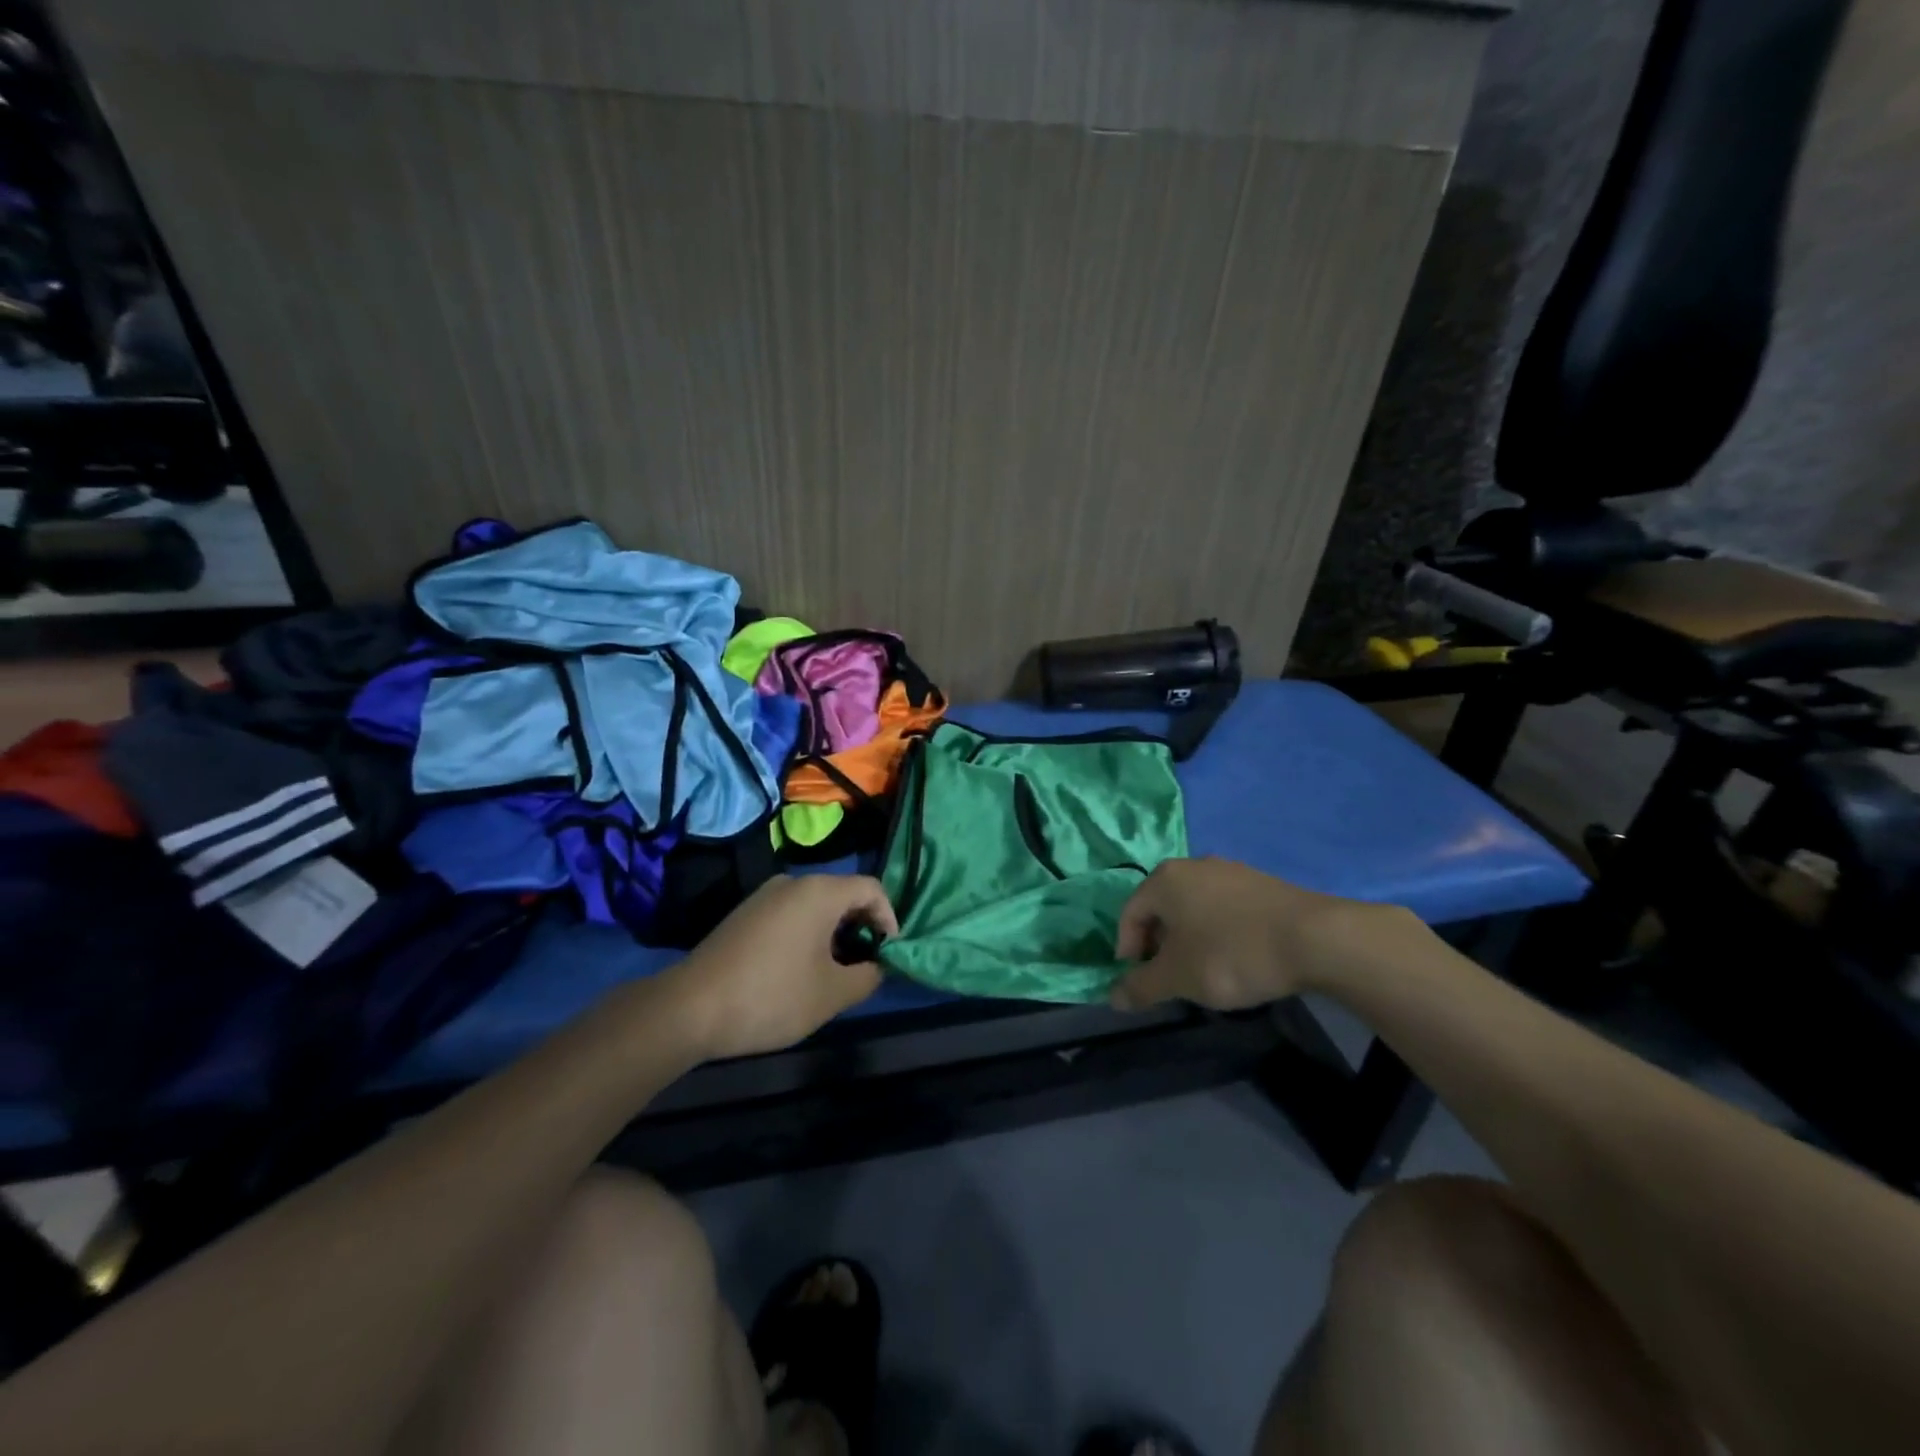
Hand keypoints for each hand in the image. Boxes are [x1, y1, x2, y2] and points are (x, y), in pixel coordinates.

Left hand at [659, 874, 897, 1060]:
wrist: (690, 1008)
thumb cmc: (772, 995)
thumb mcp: (832, 994)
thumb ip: (867, 976)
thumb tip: (877, 966)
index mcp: (820, 891)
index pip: (872, 889)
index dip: (888, 919)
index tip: (887, 954)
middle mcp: (793, 882)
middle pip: (843, 893)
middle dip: (861, 927)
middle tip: (863, 966)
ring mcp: (764, 895)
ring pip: (816, 905)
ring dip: (833, 933)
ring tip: (832, 973)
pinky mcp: (744, 913)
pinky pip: (791, 913)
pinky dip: (807, 934)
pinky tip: (797, 970)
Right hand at [1110, 857, 1399, 1011]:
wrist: (1315, 939)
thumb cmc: (1231, 954)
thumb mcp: (1178, 978)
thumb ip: (1141, 987)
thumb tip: (1113, 997)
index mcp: (1164, 879)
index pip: (1130, 913)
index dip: (1127, 949)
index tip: (1140, 980)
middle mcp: (1193, 865)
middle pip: (1162, 906)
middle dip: (1159, 943)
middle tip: (1169, 976)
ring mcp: (1231, 870)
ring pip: (1195, 906)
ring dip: (1189, 937)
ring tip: (1203, 969)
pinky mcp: (1262, 883)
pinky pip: (1225, 907)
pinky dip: (1219, 931)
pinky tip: (1236, 957)